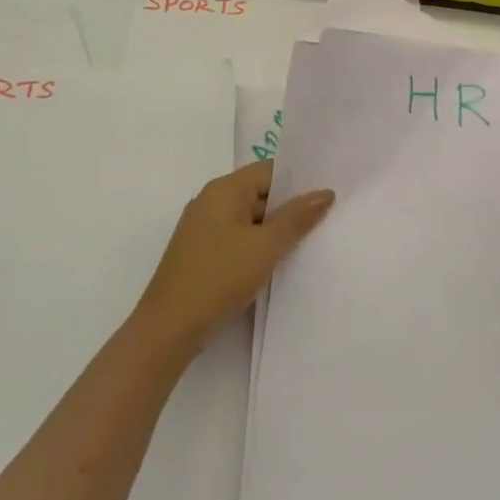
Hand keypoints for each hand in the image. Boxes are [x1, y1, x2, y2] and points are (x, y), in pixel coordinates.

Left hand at [133, 161, 333, 356]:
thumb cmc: (220, 277)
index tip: (329, 193)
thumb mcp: (266, 246)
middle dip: (290, 207)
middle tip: (328, 218)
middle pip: (260, 193)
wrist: (169, 328)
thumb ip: (297, 217)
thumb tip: (325, 193)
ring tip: (309, 241)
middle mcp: (211, 201)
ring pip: (250, 218)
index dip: (299, 180)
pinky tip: (279, 262)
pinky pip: (239, 238)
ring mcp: (204, 228)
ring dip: (276, 229)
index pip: (269, 170)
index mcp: (224, 190)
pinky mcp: (202, 253)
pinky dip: (259, 245)